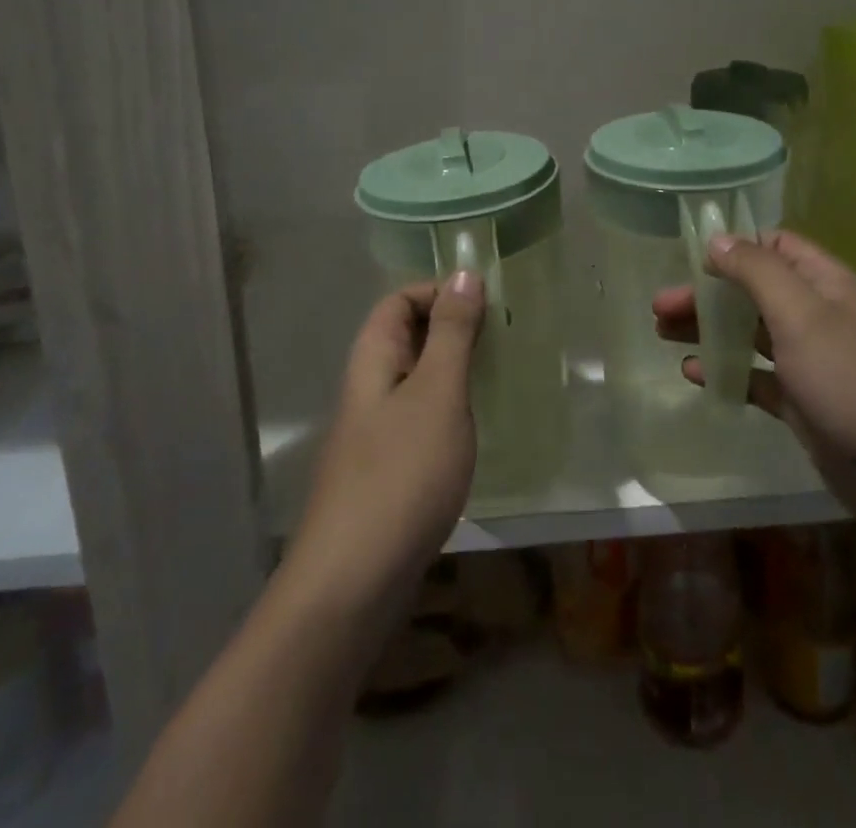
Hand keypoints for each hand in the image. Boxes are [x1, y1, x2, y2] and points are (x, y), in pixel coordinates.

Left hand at [283, 274, 483, 629]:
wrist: (353, 583)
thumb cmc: (401, 474)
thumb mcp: (437, 393)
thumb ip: (452, 333)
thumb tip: (463, 272)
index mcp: (373, 359)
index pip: (398, 300)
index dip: (438, 292)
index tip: (486, 306)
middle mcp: (368, 387)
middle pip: (405, 336)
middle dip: (451, 328)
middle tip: (501, 339)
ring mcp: (374, 432)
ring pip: (416, 378)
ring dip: (453, 368)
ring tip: (497, 376)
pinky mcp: (387, 469)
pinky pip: (419, 417)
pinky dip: (448, 408)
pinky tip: (474, 428)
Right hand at [653, 231, 855, 533]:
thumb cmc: (850, 380)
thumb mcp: (800, 314)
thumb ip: (757, 272)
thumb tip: (718, 239)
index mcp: (823, 284)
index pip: (776, 245)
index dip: (736, 246)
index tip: (691, 257)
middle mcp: (816, 315)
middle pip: (752, 290)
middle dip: (707, 293)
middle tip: (660, 305)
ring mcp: (809, 360)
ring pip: (749, 333)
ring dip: (708, 329)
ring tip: (662, 333)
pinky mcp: (802, 401)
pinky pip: (755, 377)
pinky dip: (726, 371)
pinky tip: (694, 374)